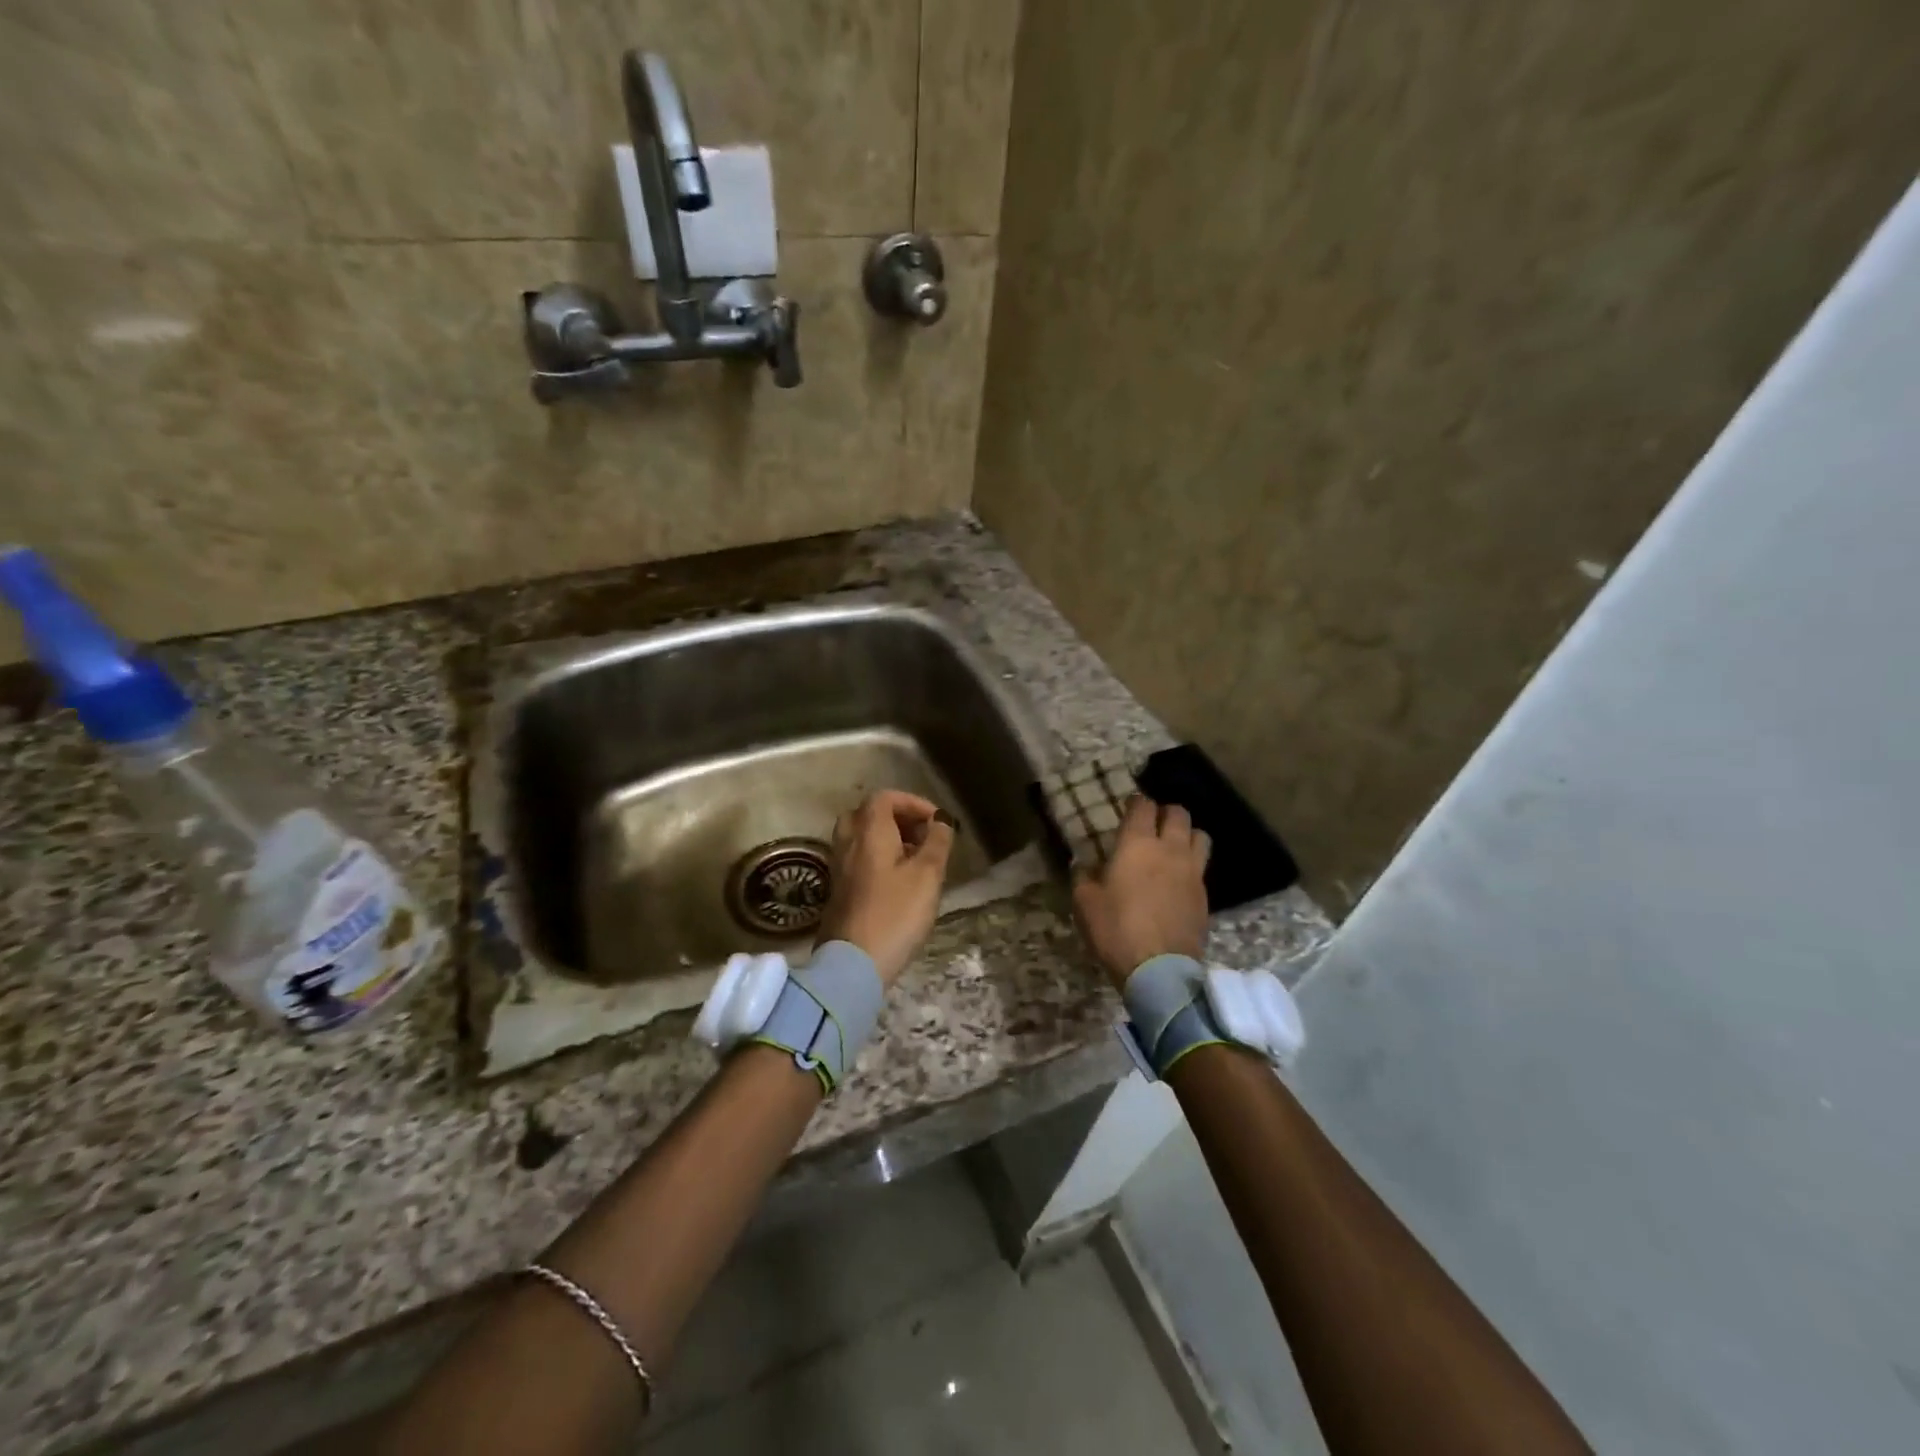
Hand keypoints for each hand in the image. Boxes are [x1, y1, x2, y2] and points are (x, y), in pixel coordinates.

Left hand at [816, 790, 956, 987]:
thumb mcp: (927, 875)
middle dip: (897, 818)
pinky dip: (877, 858)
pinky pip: (857, 859)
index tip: (937, 822)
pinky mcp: (838, 890)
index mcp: (869, 831)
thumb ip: (937, 842)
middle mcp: (848, 842)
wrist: (853, 964)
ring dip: (888, 840)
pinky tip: (898, 882)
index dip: (913, 803)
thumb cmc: (895, 913)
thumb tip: (940, 821)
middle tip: (922, 836)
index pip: (885, 797)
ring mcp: (839, 867)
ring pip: (861, 838)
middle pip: (868, 814)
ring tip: (915, 860)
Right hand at [1073, 795, 1211, 988]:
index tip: (1128, 807)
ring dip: (1186, 834)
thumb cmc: (1116, 929)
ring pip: (1199, 835)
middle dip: (1165, 812)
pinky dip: (1192, 863)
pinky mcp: (1204, 894)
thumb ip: (1083, 876)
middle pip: (1178, 813)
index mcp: (1137, 844)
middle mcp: (1170, 849)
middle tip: (1151, 824)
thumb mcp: (1085, 902)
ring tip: (1173, 845)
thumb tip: (1083, 863)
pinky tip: (1178, 878)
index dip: (1136, 802)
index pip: (1143, 806)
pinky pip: (1201, 866)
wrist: (1159, 969)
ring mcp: (1192, 871)